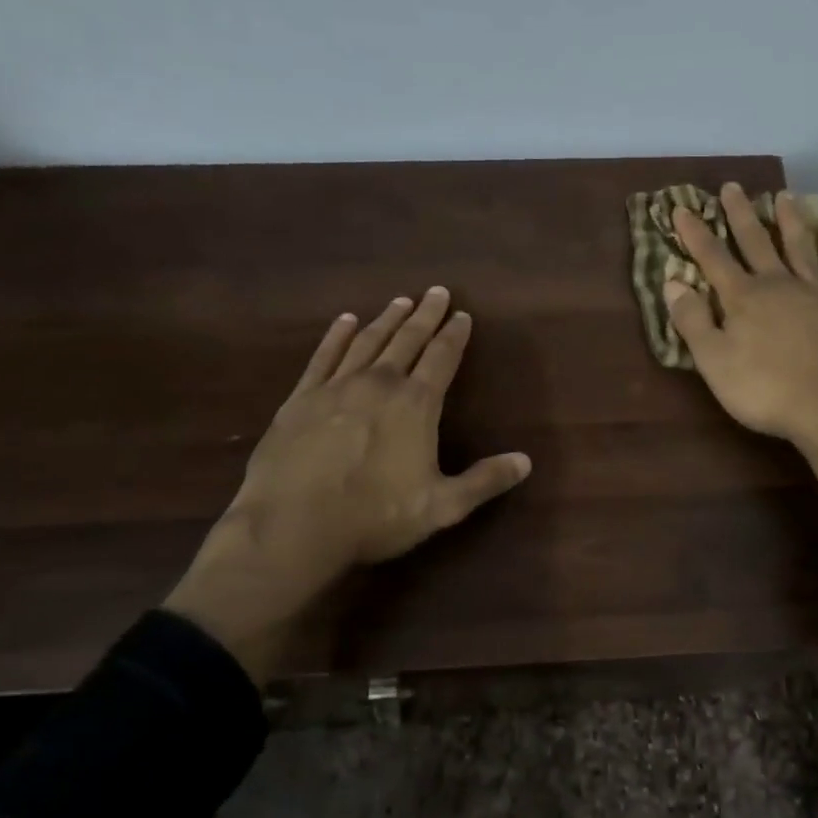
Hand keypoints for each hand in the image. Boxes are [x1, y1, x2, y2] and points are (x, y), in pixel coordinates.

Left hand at [166, 287, 530, 680]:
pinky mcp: (301, 398)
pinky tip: (345, 321)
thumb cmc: (374, 517)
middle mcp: (379, 384)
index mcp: (415, 405)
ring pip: (368, 341)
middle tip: (436, 291)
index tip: (463, 314)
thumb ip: (484, 481)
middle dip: (425, 315)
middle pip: (407, 340)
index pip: (442, 358)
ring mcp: (336, 387)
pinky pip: (323, 356)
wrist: (292, 527)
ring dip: (387, 319)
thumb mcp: (442, 507)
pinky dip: (337, 335)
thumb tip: (526, 461)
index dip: (455, 335)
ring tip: (401, 301)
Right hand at [669, 185, 817, 504]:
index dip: (695, 233)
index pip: (712, 257)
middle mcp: (777, 284)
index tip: (682, 208)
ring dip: (788, 220)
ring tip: (783, 196)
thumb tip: (673, 281)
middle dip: (740, 214)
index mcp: (743, 297)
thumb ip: (692, 320)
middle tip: (732, 187)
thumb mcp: (713, 361)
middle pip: (755, 241)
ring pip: (799, 247)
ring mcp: (812, 294)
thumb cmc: (763, 389)